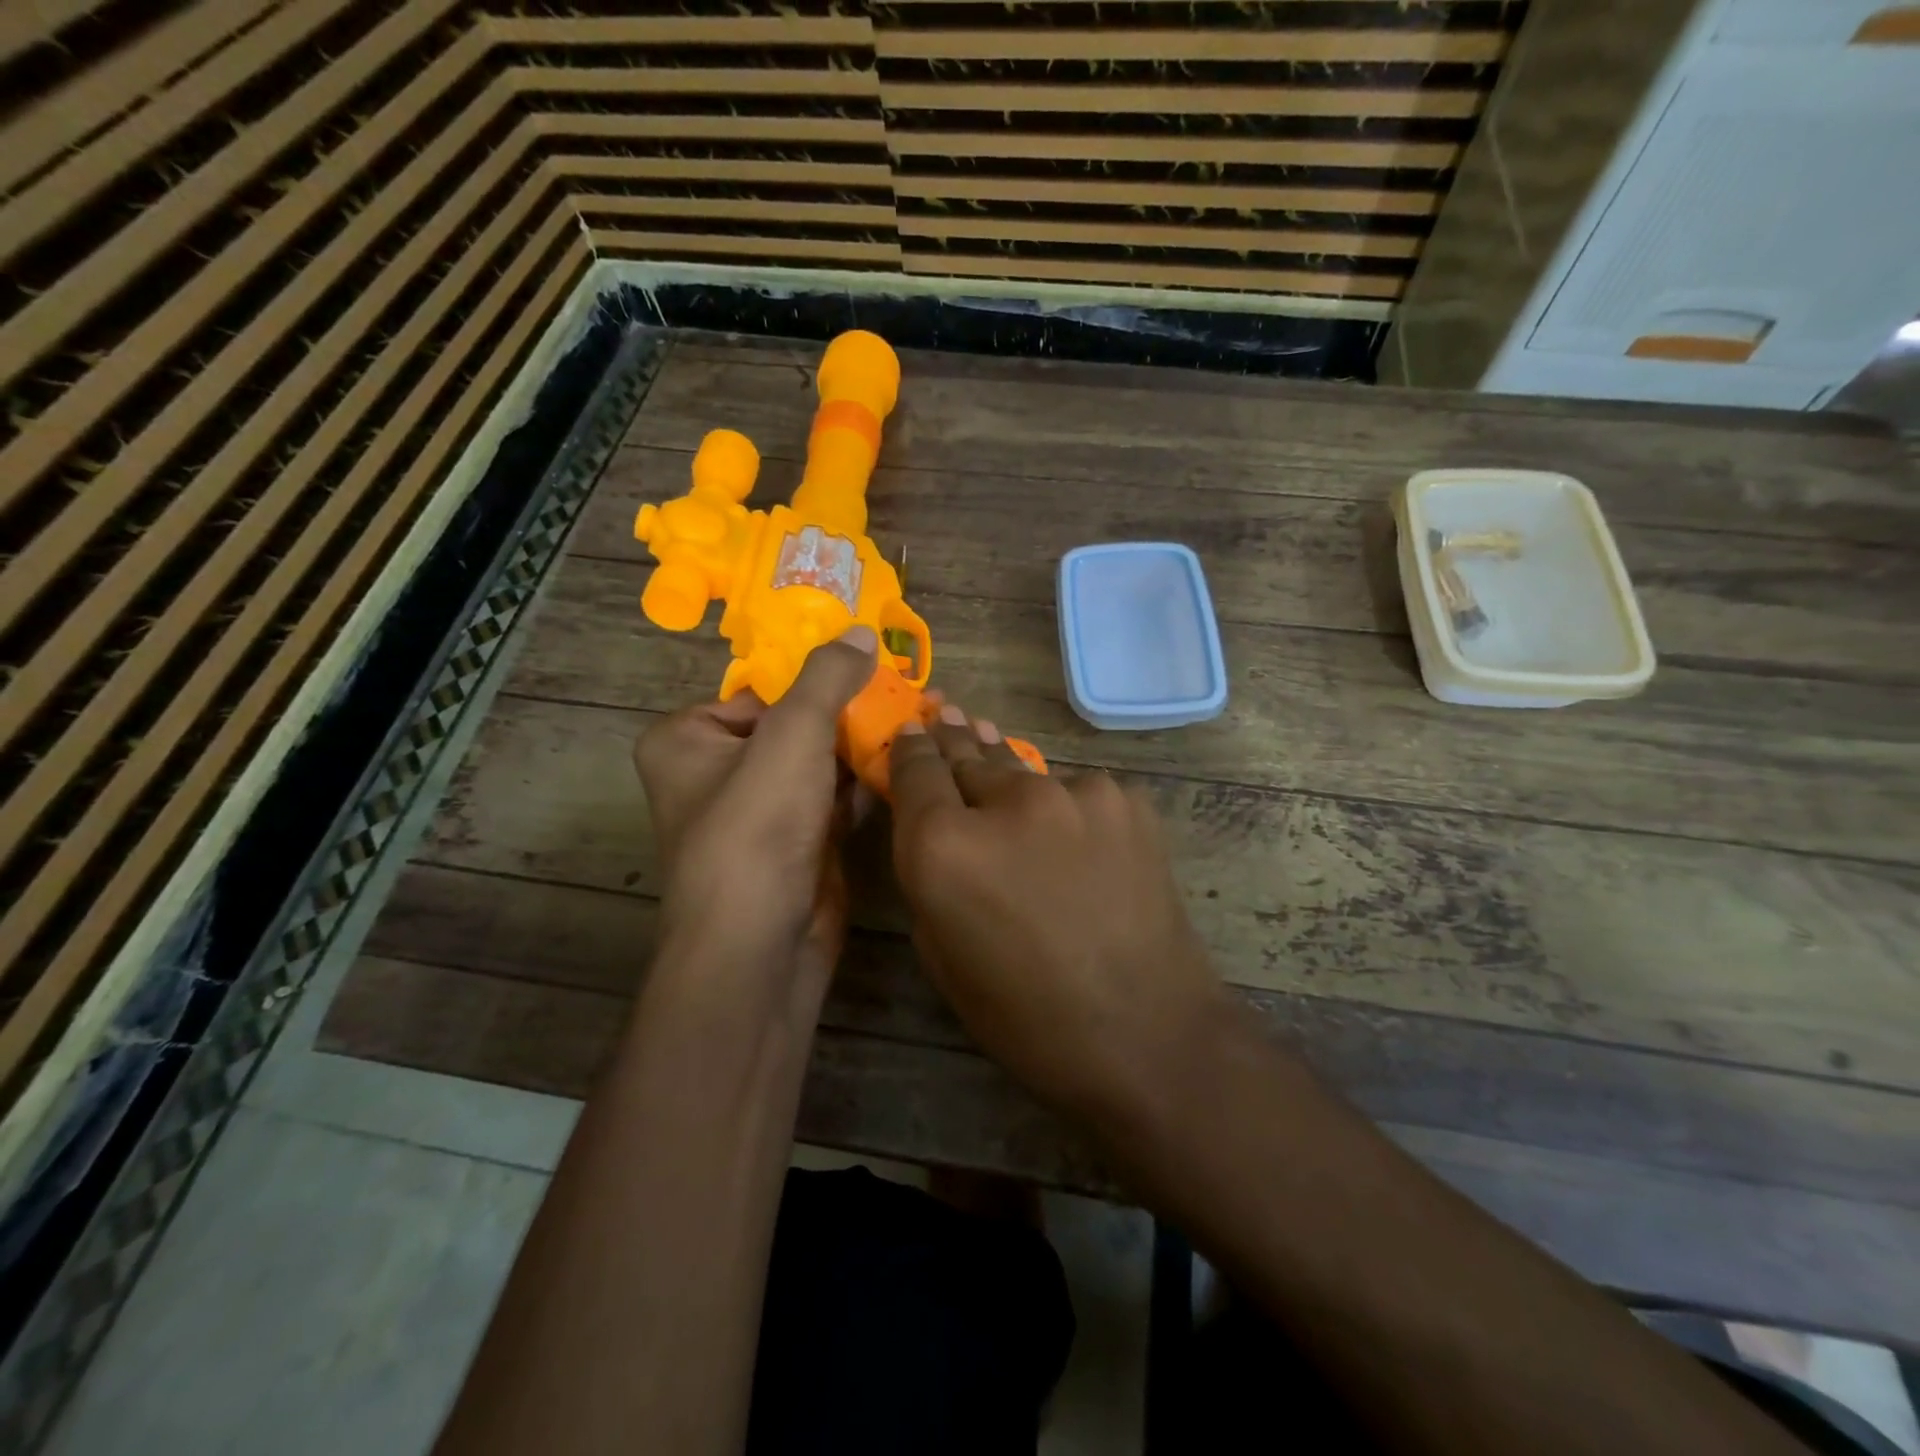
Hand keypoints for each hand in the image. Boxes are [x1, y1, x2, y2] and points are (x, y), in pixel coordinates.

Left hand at [633, 627, 878, 996]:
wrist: (760, 945)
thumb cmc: (756, 827)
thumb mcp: (791, 735)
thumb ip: (827, 678)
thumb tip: (862, 632)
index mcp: (688, 739)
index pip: (758, 690)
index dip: (814, 676)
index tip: (869, 662)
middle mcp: (717, 773)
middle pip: (794, 724)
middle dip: (848, 711)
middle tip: (905, 688)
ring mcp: (760, 813)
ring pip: (818, 762)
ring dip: (864, 744)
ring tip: (919, 715)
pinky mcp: (797, 844)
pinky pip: (834, 798)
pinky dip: (866, 782)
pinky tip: (908, 760)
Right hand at [887, 707, 1231, 1125]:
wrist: (1148, 1032)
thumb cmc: (1025, 1014)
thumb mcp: (941, 952)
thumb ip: (928, 872)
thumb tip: (934, 823)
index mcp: (944, 845)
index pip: (915, 767)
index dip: (909, 747)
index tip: (909, 729)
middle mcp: (1006, 800)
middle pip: (968, 753)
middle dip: (951, 739)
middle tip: (944, 711)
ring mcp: (1074, 793)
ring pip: (1024, 771)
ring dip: (1006, 772)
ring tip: (990, 743)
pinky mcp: (1125, 799)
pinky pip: (1075, 793)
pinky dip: (1062, 806)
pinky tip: (1066, 829)